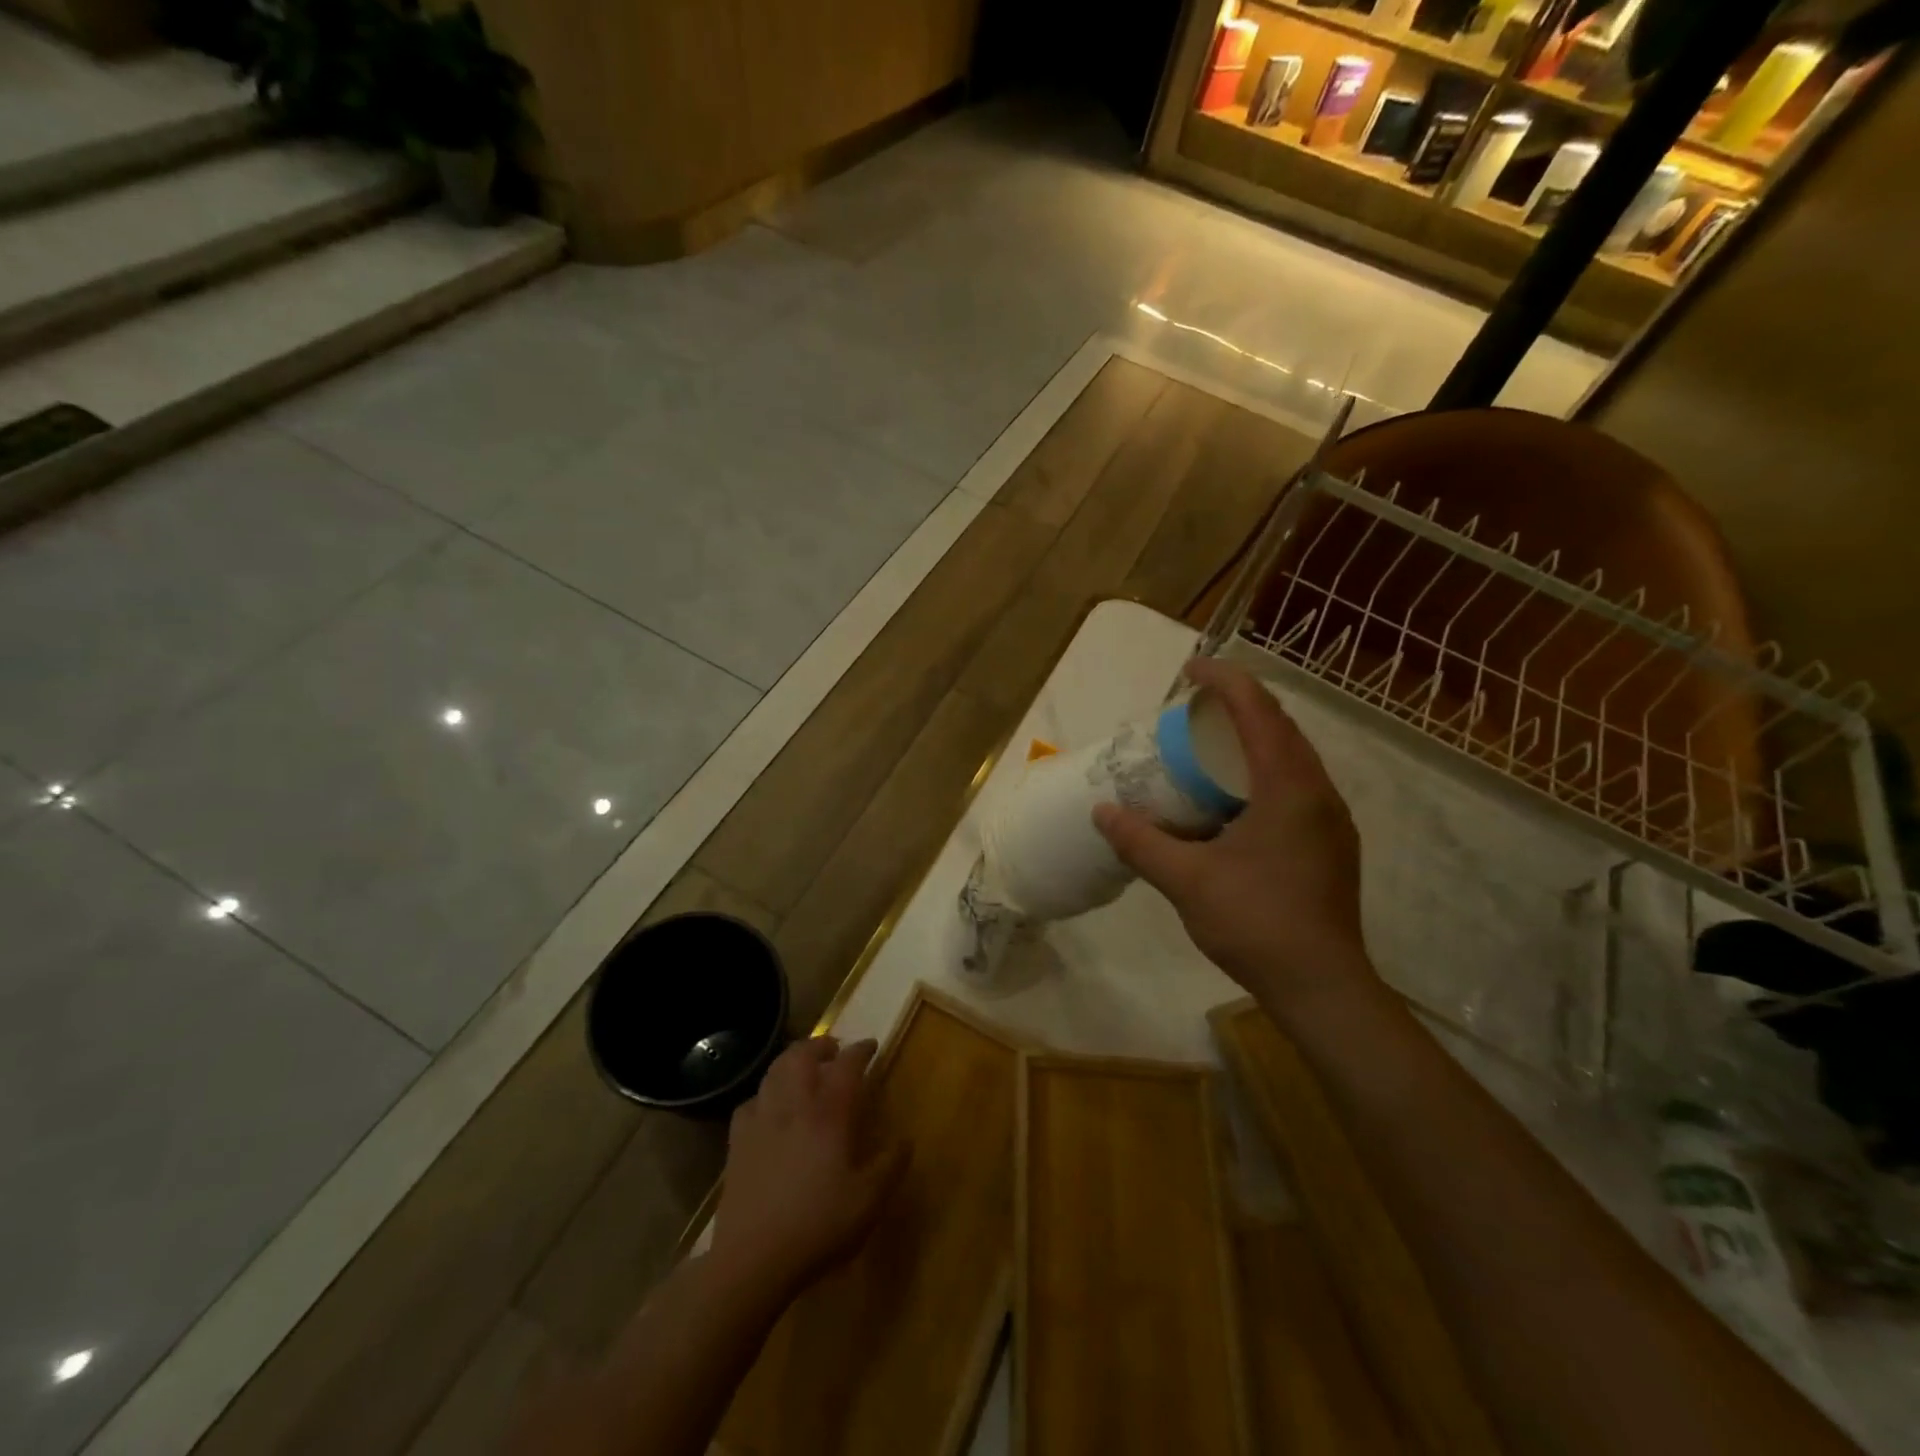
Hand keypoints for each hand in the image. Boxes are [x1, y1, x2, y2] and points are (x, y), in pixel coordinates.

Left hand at [709, 1036, 905, 1302]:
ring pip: (774, 1071)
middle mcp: (794, 1105)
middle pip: (802, 1055)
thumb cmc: (818, 1225)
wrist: (753, 1259)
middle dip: (820, 1044)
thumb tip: (906, 1140)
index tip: (870, 1046)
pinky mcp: (737, 1142)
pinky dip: (764, 1095)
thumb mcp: (869, 1201)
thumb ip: (890, 1167)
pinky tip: (769, 1108)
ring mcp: (761, 1121)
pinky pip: (750, 1102)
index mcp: (829, 1113)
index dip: (860, 1051)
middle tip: (833, 1049)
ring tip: (802, 1068)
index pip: (847, 1065)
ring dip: (791, 1060)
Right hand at [1094, 657, 1376, 1015]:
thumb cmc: (1256, 923)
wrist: (1322, 987)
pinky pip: (1295, 787)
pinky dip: (1262, 774)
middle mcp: (1318, 793)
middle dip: (1239, 705)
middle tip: (1194, 708)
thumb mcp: (1187, 880)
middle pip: (1280, 727)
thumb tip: (1102, 813)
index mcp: (1289, 788)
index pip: (1258, 712)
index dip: (1224, 681)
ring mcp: (1330, 820)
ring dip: (1253, 740)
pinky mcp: (1329, 845)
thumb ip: (1141, 842)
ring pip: (1292, 758)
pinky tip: (1232, 802)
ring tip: (1209, 747)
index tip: (1190, 669)